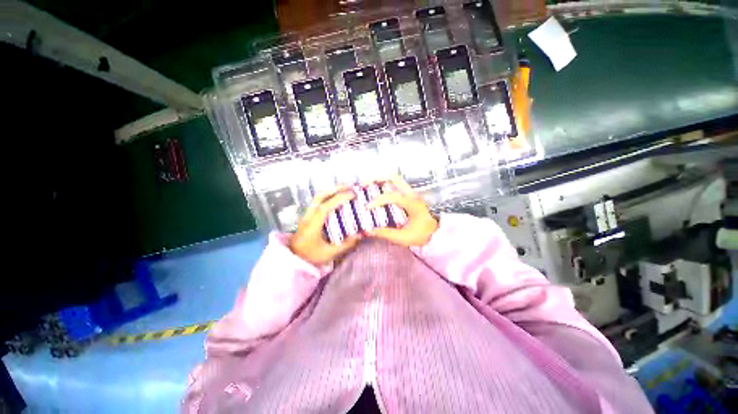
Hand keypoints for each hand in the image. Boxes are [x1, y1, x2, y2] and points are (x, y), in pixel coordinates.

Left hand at [289, 188, 361, 265]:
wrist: (292, 259)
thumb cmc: (310, 257)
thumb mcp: (329, 254)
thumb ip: (345, 245)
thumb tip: (360, 235)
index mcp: (312, 226)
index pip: (325, 208)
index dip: (338, 199)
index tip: (352, 195)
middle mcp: (307, 217)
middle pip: (319, 196)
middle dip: (335, 189)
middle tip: (349, 186)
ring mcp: (306, 215)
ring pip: (317, 197)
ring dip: (331, 191)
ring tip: (345, 189)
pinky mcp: (307, 216)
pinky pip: (318, 202)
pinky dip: (328, 196)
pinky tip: (336, 198)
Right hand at [366, 176, 438, 246]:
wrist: (437, 233)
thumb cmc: (421, 234)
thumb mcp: (403, 237)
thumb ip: (386, 233)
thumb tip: (369, 231)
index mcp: (411, 203)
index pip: (392, 196)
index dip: (378, 200)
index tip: (367, 207)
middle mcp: (411, 194)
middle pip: (394, 178)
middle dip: (378, 179)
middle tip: (365, 185)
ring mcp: (411, 193)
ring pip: (395, 180)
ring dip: (381, 181)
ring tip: (369, 186)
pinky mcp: (410, 196)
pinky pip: (396, 186)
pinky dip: (386, 186)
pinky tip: (378, 192)